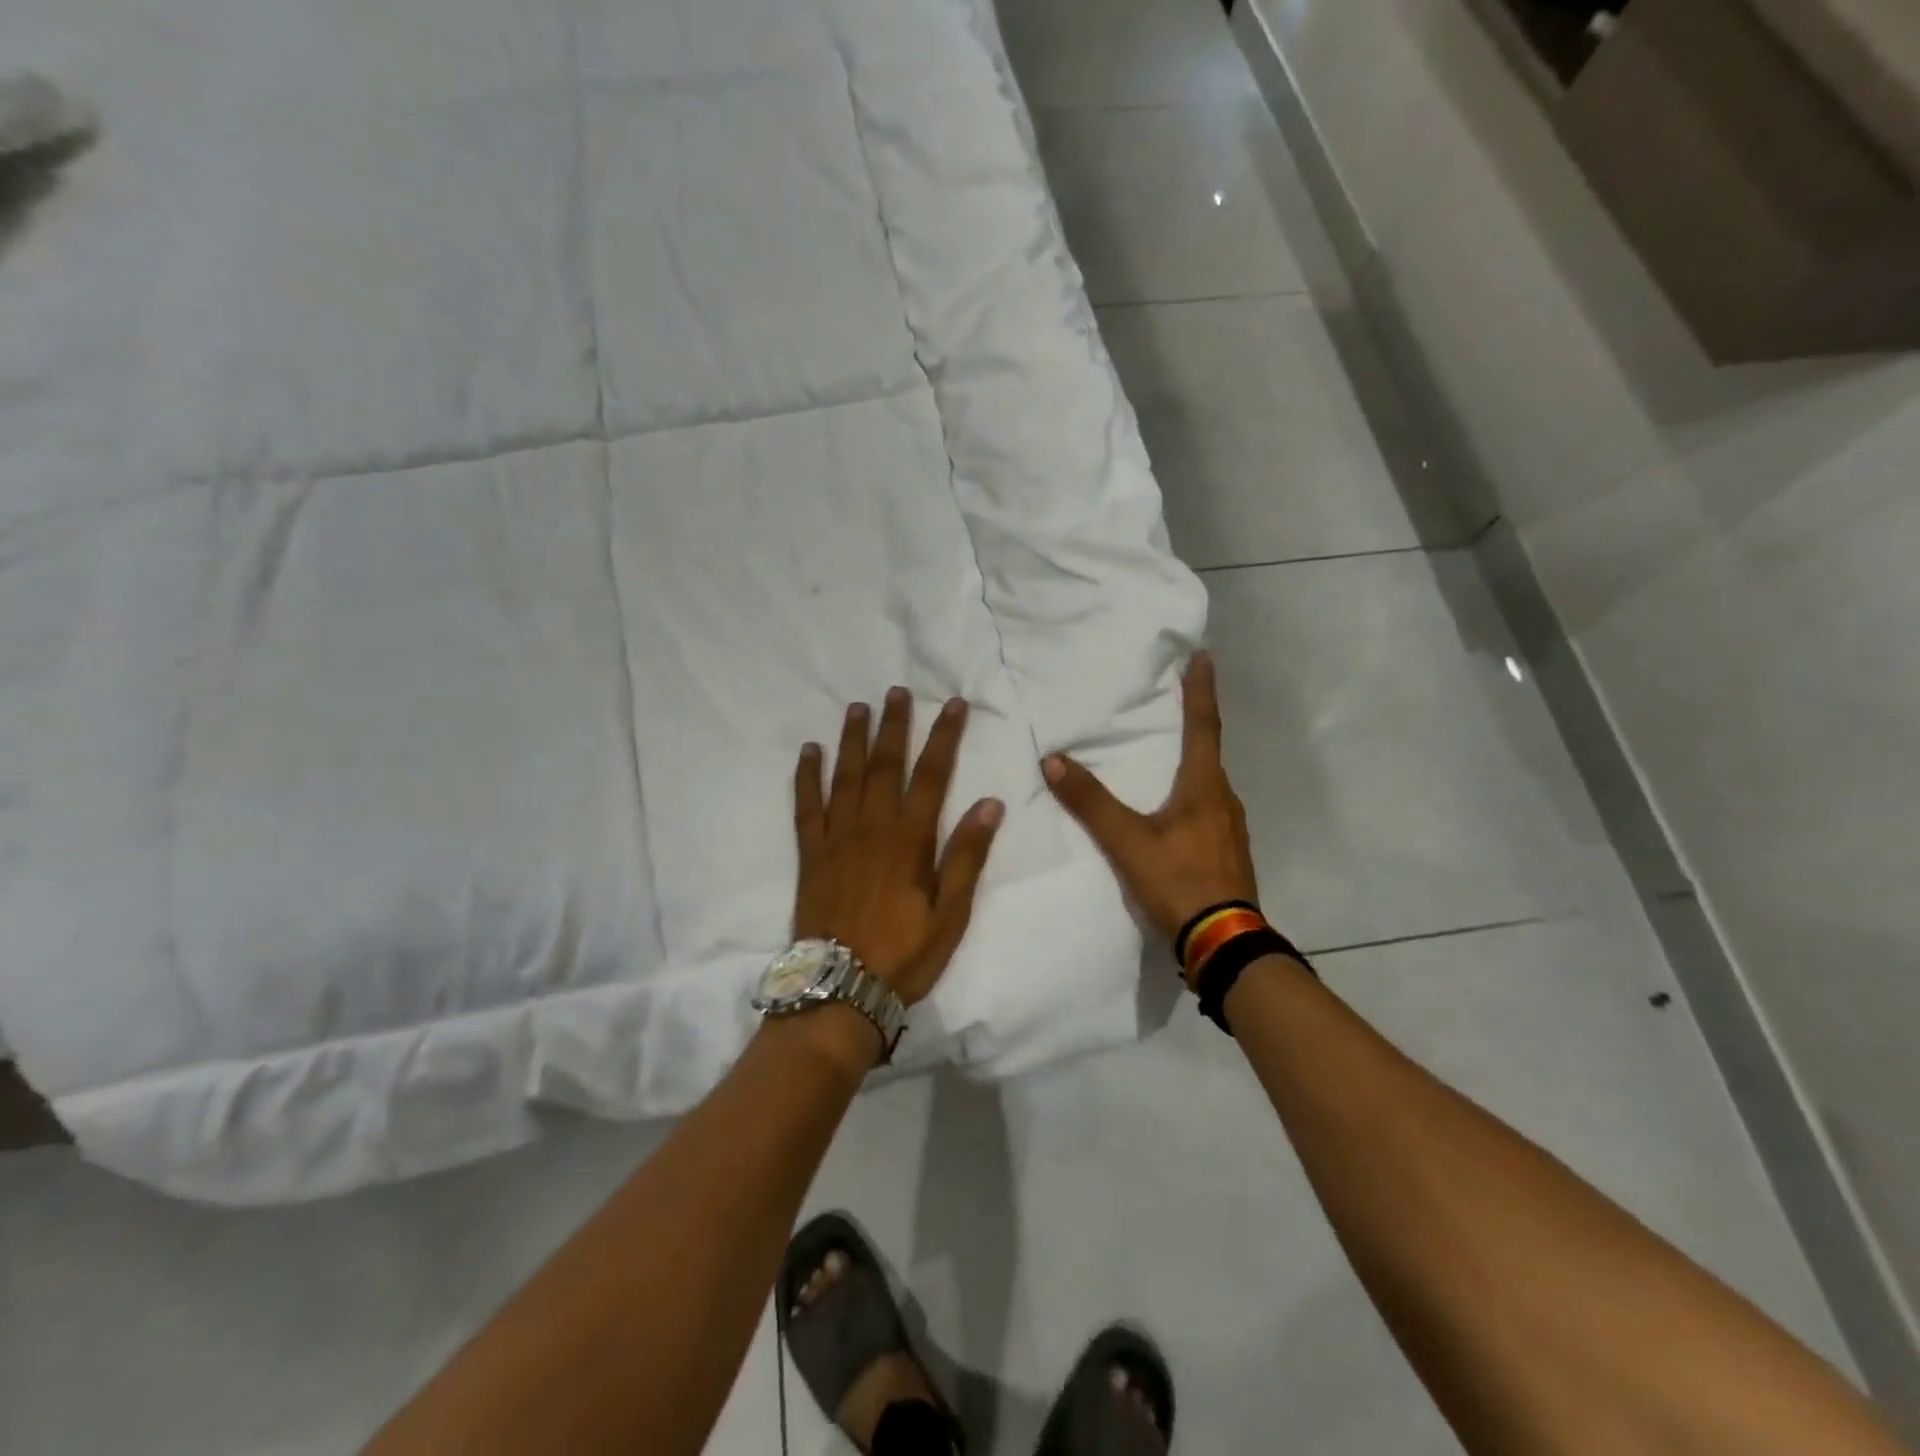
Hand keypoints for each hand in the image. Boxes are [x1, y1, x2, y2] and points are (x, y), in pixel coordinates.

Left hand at [793, 688, 1003, 1006]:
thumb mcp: (950, 914)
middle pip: (885, 764)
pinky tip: (809, 751)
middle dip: (894, 725)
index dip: (944, 737)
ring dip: (852, 738)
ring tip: (858, 706)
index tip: (953, 705)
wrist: (840, 990)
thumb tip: (990, 804)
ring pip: (845, 775)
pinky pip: (806, 805)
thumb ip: (967, 857)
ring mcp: (836, 838)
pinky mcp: (810, 854)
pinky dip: (807, 776)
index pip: (932, 775)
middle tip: (898, 691)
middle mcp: (872, 827)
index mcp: (910, 840)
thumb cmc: (904, 954)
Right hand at [1041, 651, 1260, 972]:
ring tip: (1167, 755)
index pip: (1204, 726)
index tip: (1204, 656)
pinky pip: (1209, 808)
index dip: (1201, 690)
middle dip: (1194, 723)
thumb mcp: (1128, 843)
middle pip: (1209, 751)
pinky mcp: (1228, 852)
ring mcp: (1230, 828)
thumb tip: (1052, 760)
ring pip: (1209, 783)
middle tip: (1174, 701)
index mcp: (1205, 787)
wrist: (1225, 943)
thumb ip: (1091, 803)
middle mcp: (1224, 800)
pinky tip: (1173, 810)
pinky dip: (1192, 793)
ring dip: (1192, 761)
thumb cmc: (1179, 882)